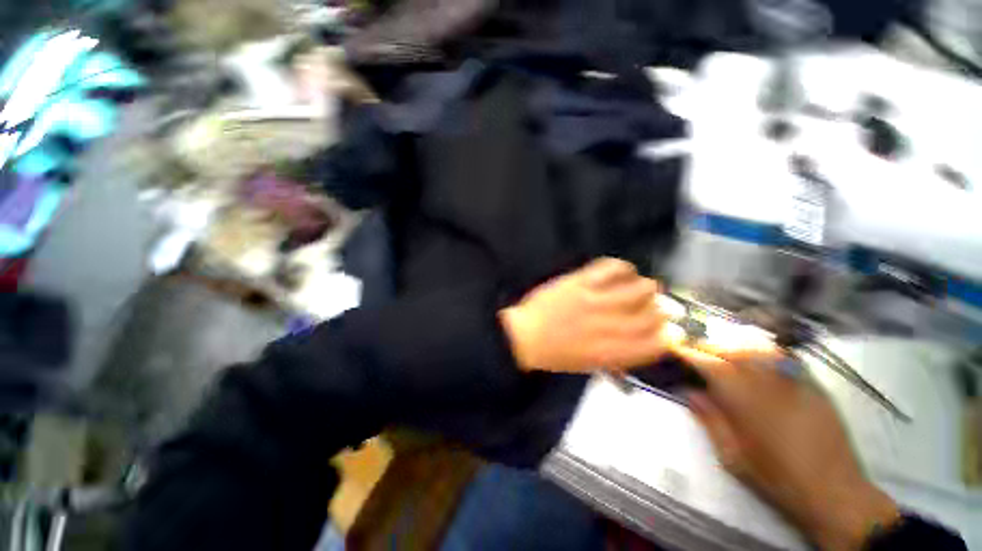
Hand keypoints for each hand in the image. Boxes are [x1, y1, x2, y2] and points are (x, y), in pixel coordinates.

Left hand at [499, 258, 677, 372]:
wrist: (526, 336)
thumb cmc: (557, 355)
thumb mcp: (591, 364)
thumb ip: (620, 356)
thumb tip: (645, 341)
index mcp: (615, 352)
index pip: (659, 342)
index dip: (671, 335)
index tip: (670, 329)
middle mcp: (611, 327)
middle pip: (655, 313)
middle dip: (661, 309)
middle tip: (654, 305)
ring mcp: (596, 301)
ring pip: (640, 288)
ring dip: (646, 287)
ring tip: (638, 286)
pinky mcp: (581, 282)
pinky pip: (612, 267)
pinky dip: (623, 267)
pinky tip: (622, 271)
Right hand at [675, 344, 898, 550]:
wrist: (834, 491)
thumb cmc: (776, 478)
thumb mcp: (732, 456)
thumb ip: (709, 418)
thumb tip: (689, 391)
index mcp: (744, 398)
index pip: (708, 363)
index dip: (688, 353)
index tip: (675, 349)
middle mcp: (767, 380)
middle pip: (730, 348)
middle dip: (707, 346)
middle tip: (695, 352)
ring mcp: (793, 379)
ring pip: (757, 345)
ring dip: (733, 343)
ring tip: (721, 350)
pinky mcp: (812, 383)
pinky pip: (782, 355)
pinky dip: (761, 349)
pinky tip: (756, 357)